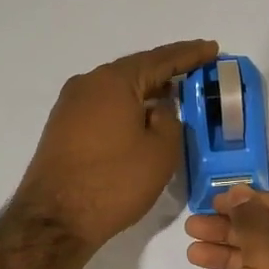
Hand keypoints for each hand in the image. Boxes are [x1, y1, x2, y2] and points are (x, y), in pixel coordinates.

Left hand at [15, 39, 218, 251]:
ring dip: (146, 92)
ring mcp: (70, 106)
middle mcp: (88, 84)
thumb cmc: (115, 182)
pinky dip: (127, 108)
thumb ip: (170, 121)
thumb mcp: (160, 151)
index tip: (212, 50)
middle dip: (167, 72)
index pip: (160, 59)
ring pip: (118, 90)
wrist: (56, 219)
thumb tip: (158, 109)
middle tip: (196, 72)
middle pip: (135, 71)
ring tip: (173, 96)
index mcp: (114, 81)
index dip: (190, 54)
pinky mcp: (63, 128)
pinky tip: (142, 119)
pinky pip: (104, 107)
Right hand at [185, 187, 268, 268]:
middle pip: (267, 236)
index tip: (216, 202)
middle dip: (230, 230)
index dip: (251, 202)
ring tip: (191, 252)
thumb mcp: (268, 256)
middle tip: (193, 227)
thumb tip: (240, 192)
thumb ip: (251, 220)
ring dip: (223, 255)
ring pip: (254, 266)